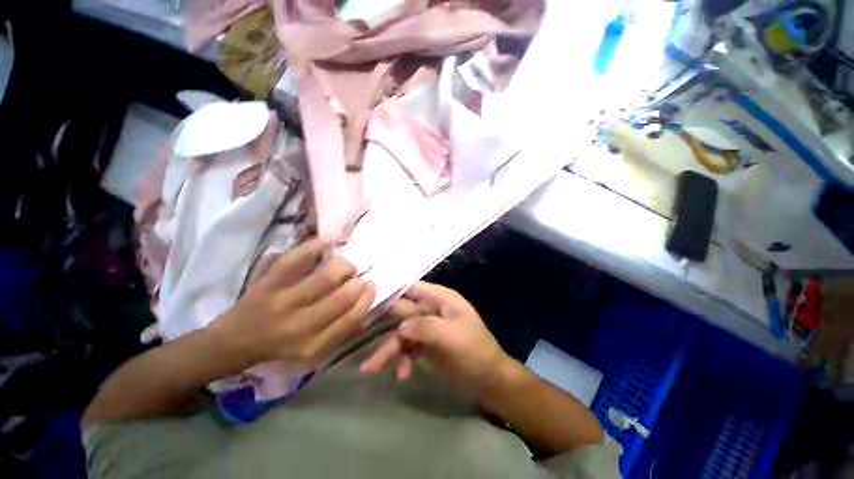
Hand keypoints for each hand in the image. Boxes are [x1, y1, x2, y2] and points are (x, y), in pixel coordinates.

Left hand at [212, 238, 375, 368]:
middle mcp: (299, 326)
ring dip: (342, 265)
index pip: (352, 318)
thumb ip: (341, 329)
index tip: (372, 284)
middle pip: (342, 296)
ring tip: (343, 265)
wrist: (234, 341)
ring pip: (325, 276)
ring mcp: (282, 302)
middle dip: (356, 281)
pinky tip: (326, 242)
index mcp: (313, 344)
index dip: (367, 298)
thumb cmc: (281, 346)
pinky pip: (296, 258)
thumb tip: (366, 301)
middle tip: (356, 275)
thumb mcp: (314, 350)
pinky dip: (314, 246)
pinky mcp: (267, 283)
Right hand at [360, 282, 510, 395]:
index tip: (368, 297)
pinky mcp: (426, 345)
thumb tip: (400, 326)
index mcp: (441, 299)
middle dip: (382, 323)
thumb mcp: (452, 337)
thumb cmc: (474, 352)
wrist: (489, 380)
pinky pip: (408, 349)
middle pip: (402, 311)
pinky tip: (403, 375)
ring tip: (371, 370)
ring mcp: (428, 328)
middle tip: (356, 330)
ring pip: (402, 333)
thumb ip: (425, 327)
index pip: (413, 288)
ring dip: (389, 350)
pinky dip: (403, 360)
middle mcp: (432, 309)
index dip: (392, 290)